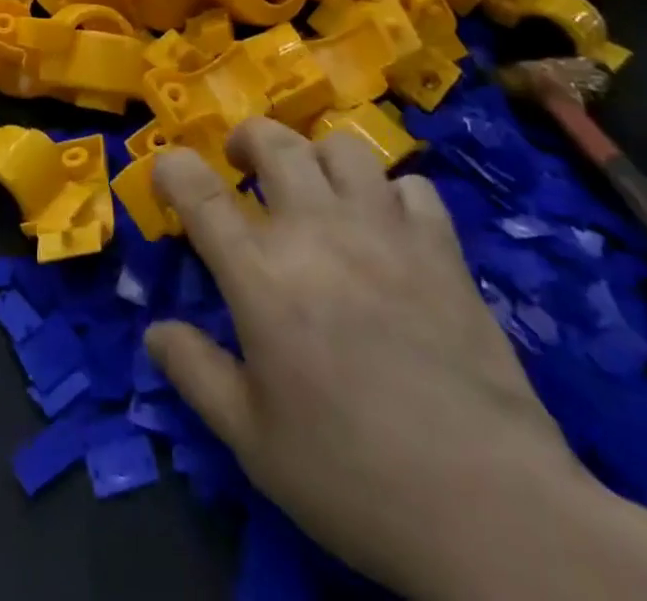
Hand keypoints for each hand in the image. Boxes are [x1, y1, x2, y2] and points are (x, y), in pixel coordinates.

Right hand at [145, 121, 646, 600]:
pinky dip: (391, 195)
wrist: (492, 509)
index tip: (167, 173)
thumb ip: (195, 373)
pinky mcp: (442, 248)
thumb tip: (154, 331)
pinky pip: (412, 187)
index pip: (199, 191)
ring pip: (343, 148)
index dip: (172, 168)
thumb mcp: (253, 441)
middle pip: (273, 142)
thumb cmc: (354, 475)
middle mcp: (317, 231)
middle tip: (243, 162)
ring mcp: (384, 231)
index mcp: (261, 275)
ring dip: (318, 157)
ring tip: (315, 186)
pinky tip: (389, 227)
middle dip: (246, 139)